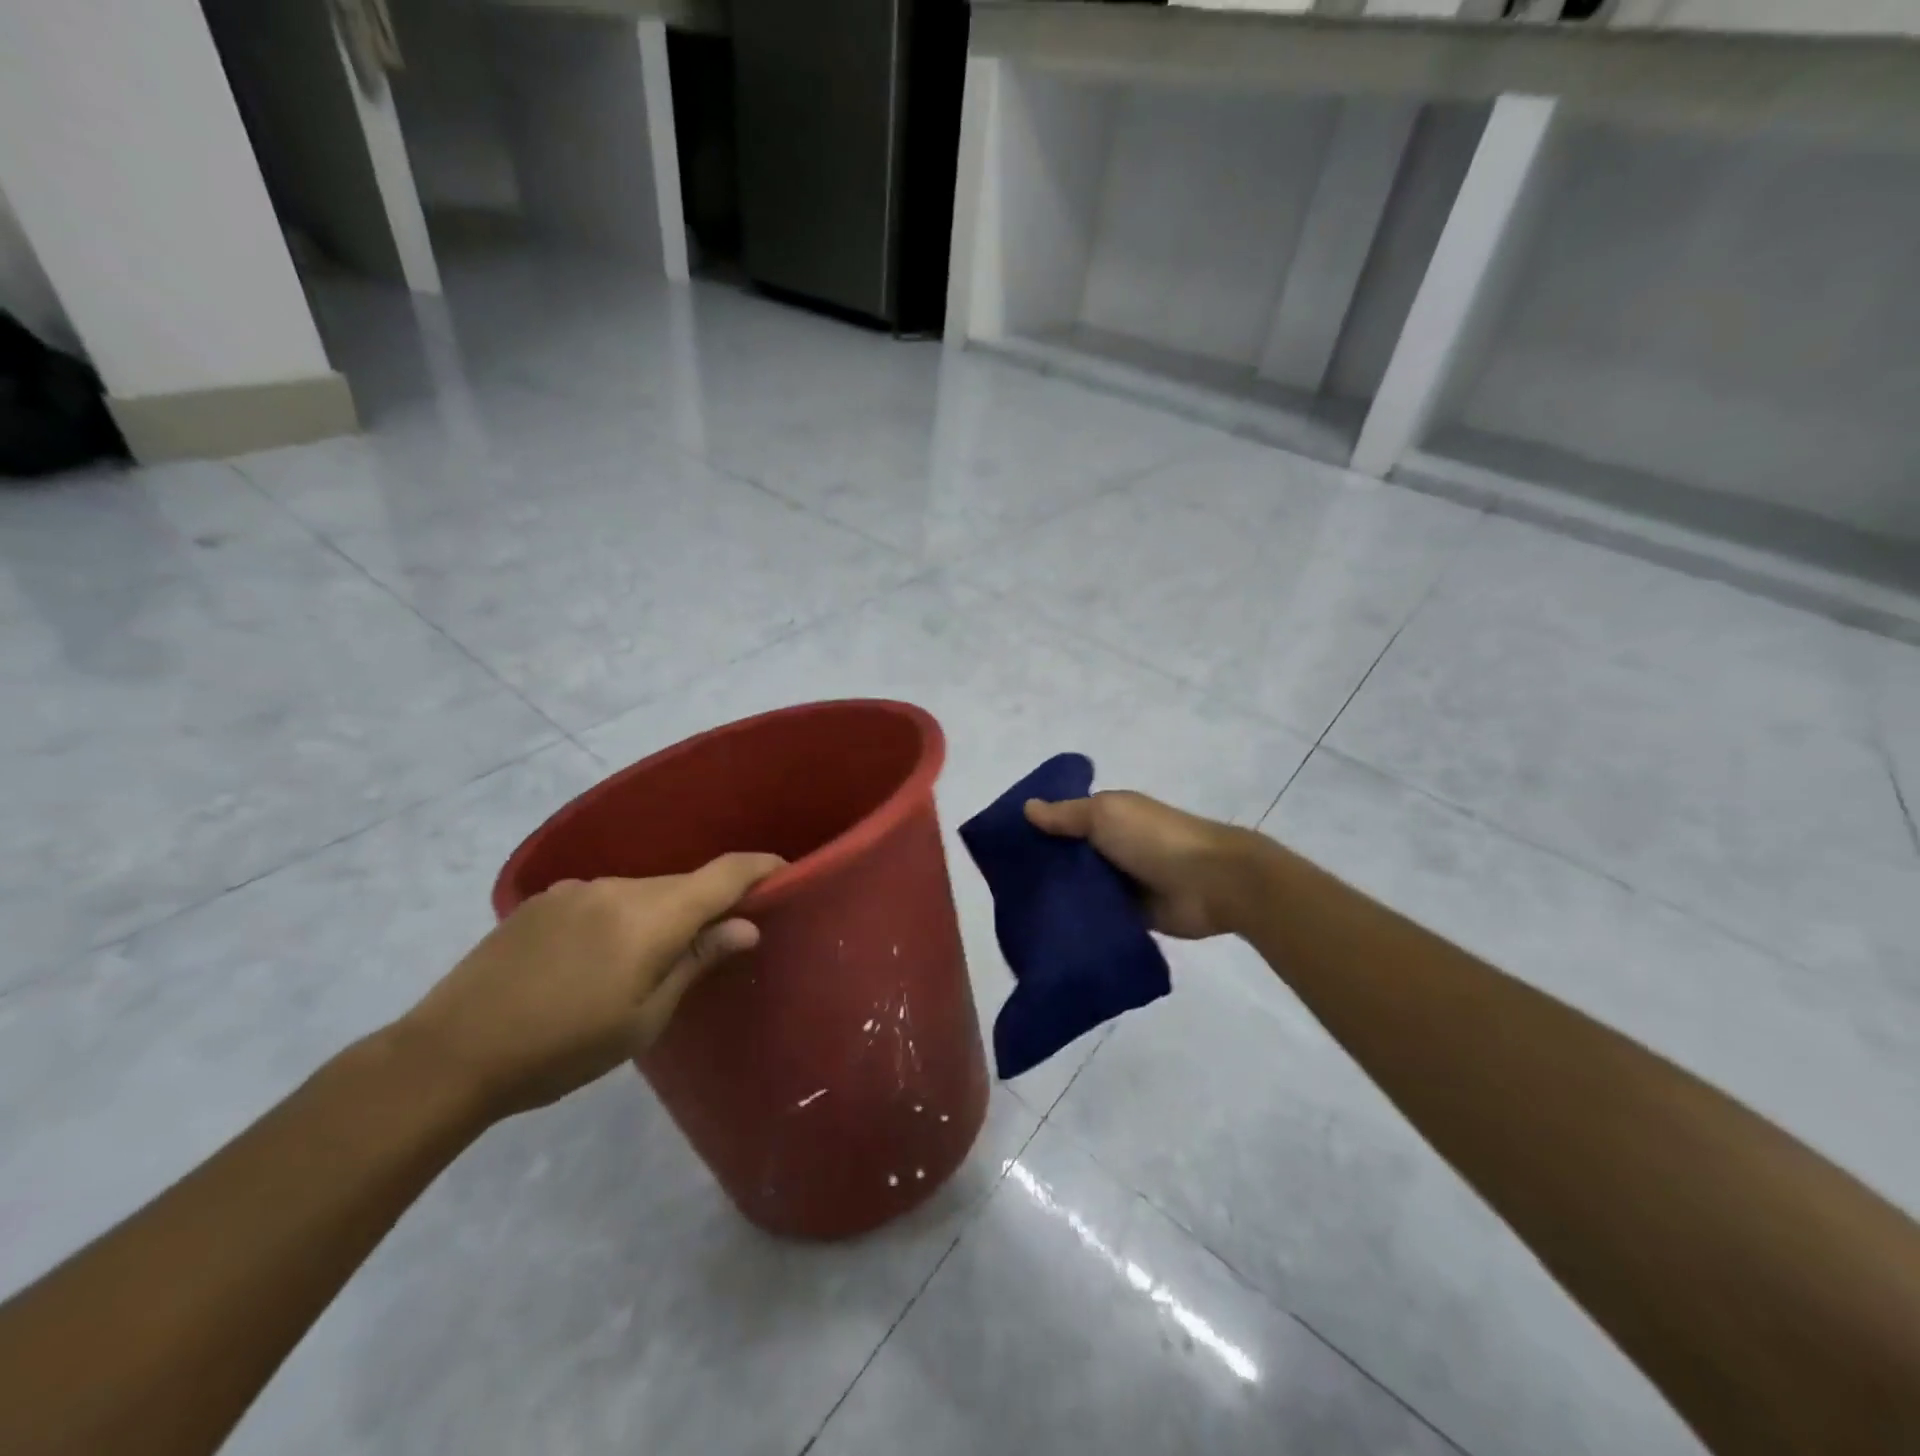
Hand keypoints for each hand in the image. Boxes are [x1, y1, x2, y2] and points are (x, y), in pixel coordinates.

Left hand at [398, 854, 783, 1119]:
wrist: (449, 1054)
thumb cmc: (561, 1049)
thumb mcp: (643, 1020)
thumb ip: (697, 963)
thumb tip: (746, 926)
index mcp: (649, 916)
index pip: (724, 873)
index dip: (760, 867)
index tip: (785, 872)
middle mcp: (617, 887)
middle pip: (683, 883)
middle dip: (708, 904)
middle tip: (716, 943)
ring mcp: (576, 890)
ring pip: (643, 891)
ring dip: (661, 913)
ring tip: (647, 963)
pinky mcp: (544, 899)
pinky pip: (605, 897)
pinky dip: (622, 917)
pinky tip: (596, 959)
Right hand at [1024, 791, 1265, 939]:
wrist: (1213, 882)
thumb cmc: (1155, 838)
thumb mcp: (1105, 815)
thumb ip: (1066, 815)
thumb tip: (1027, 807)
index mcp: (1109, 817)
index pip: (1064, 821)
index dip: (1037, 831)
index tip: (1002, 849)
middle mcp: (1113, 847)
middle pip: (1069, 858)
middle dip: (1043, 869)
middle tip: (1003, 889)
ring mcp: (1124, 883)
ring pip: (1081, 889)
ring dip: (1060, 898)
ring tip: (1017, 916)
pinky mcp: (1133, 916)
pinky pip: (1098, 918)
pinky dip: (1080, 923)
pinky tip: (1048, 935)